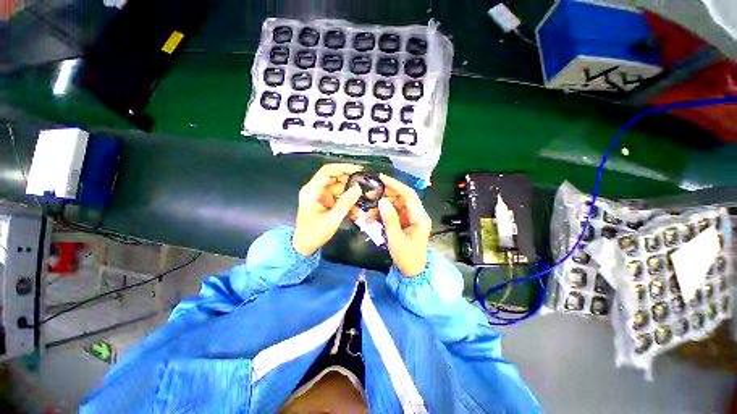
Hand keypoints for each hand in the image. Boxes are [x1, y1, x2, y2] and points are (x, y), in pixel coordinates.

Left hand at [292, 164, 363, 255]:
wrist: (305, 245)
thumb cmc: (313, 234)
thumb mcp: (331, 219)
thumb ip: (345, 203)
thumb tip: (357, 189)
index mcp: (312, 191)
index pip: (327, 171)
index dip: (343, 168)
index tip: (358, 170)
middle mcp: (316, 190)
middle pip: (335, 178)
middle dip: (350, 182)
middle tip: (364, 185)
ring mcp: (322, 196)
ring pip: (340, 188)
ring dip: (351, 194)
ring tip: (361, 201)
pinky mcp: (327, 202)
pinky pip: (340, 197)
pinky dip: (348, 202)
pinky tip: (354, 210)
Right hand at [377, 173, 431, 276]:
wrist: (412, 271)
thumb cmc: (407, 257)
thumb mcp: (396, 239)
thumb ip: (389, 219)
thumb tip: (382, 201)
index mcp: (420, 218)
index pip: (409, 195)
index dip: (396, 185)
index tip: (381, 178)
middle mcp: (416, 214)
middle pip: (401, 198)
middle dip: (384, 196)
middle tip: (369, 196)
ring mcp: (410, 217)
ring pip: (394, 205)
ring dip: (381, 207)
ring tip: (368, 213)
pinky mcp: (404, 221)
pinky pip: (392, 212)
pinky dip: (382, 214)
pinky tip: (371, 218)